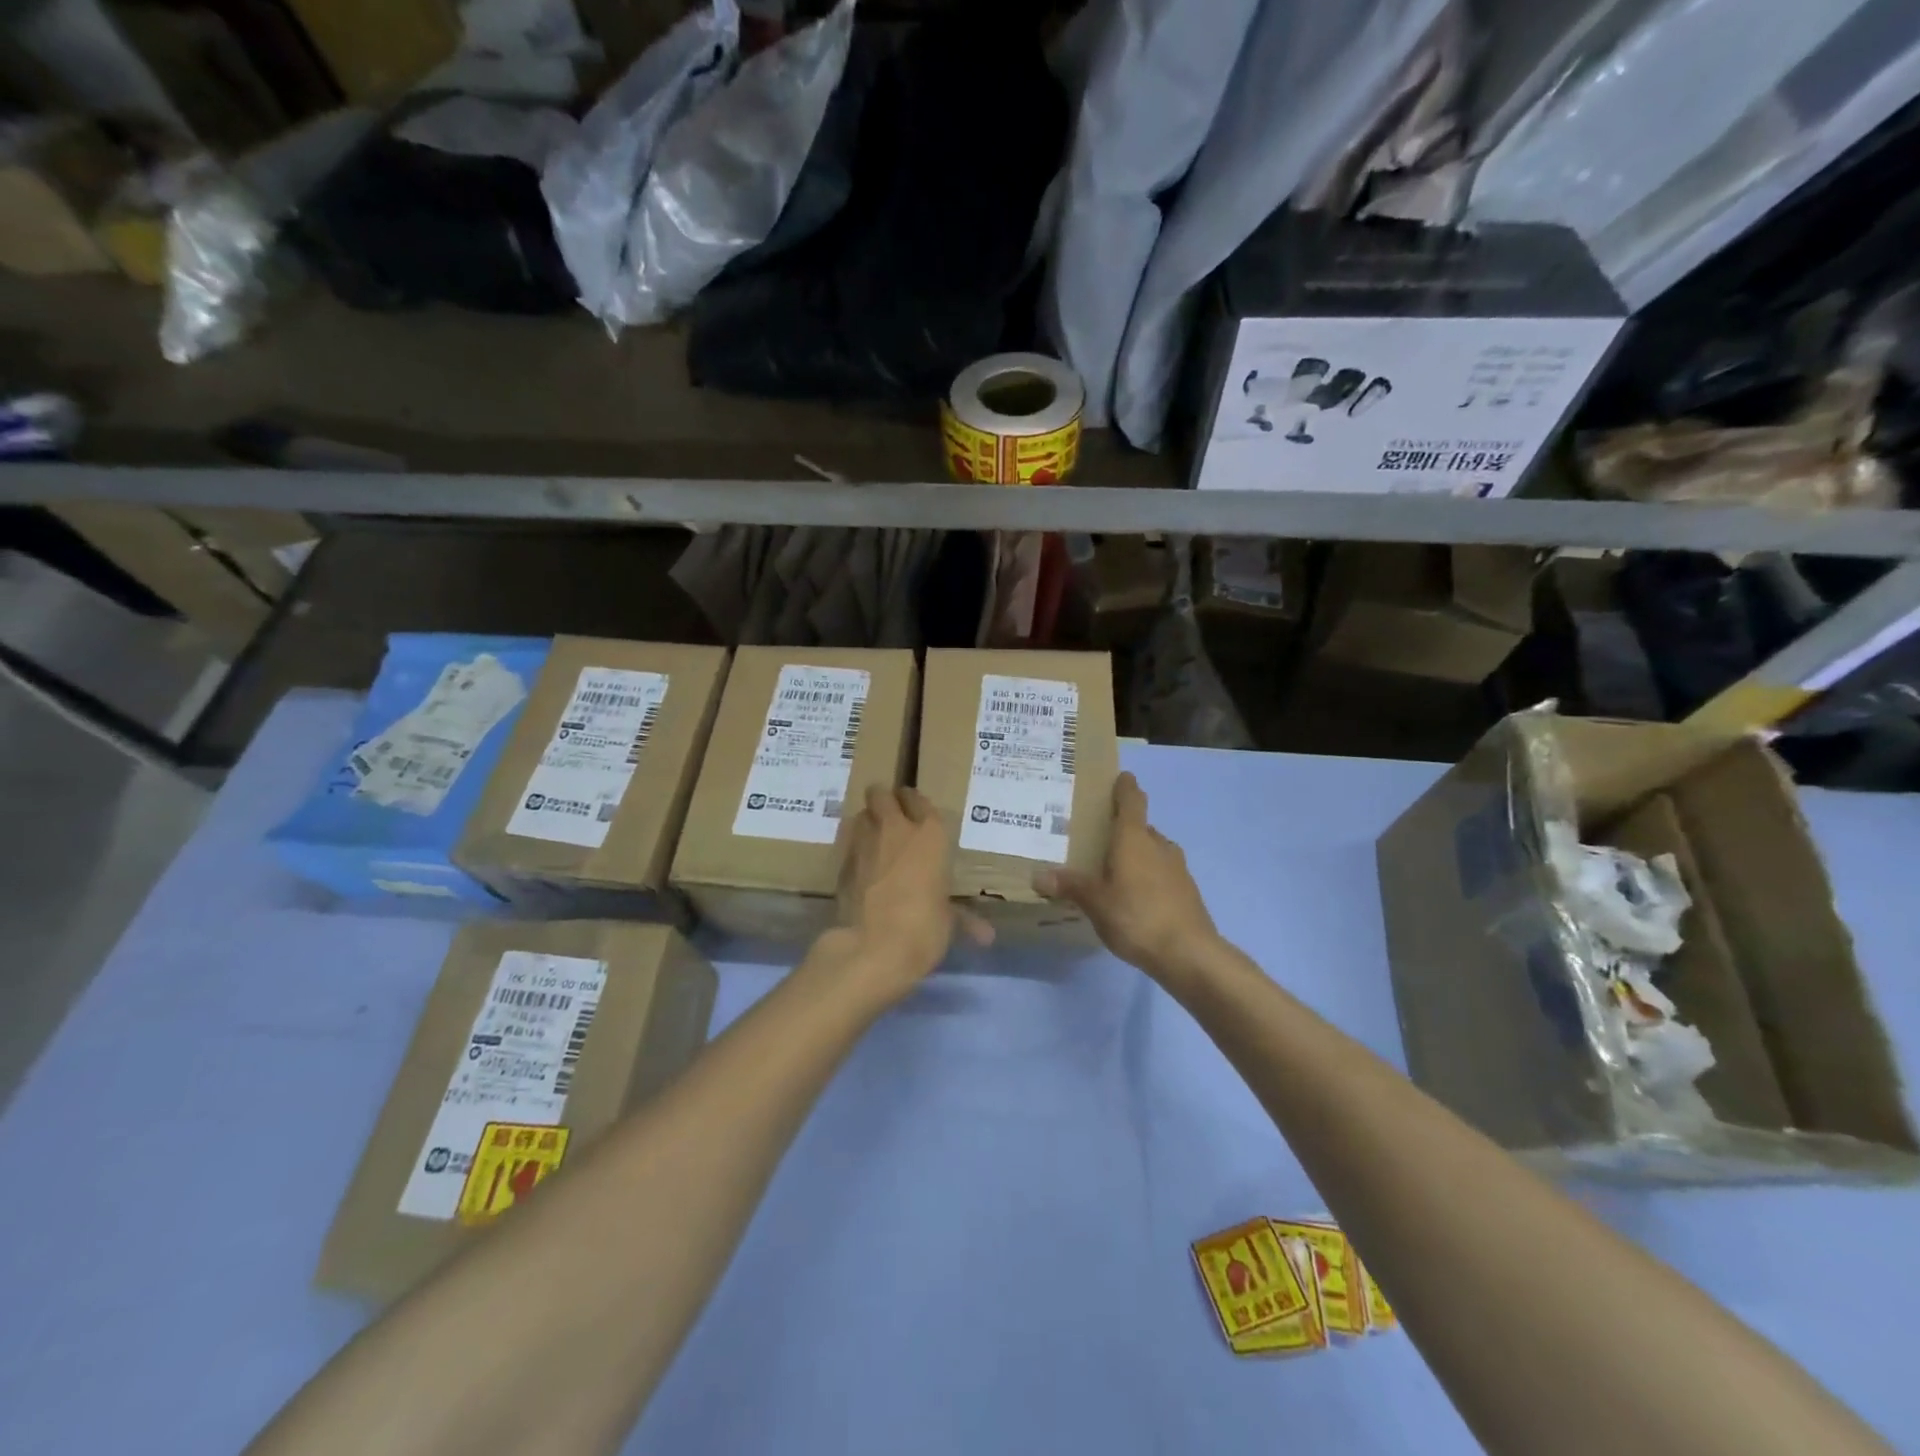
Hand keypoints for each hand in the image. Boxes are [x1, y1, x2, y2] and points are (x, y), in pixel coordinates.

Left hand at [830, 785, 991, 1002]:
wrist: (873, 948)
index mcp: (929, 835)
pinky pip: (849, 844)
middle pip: (881, 793)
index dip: (914, 804)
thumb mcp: (948, 922)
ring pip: (861, 814)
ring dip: (867, 823)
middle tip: (891, 819)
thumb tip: (986, 936)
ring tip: (875, 841)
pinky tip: (862, 868)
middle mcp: (895, 829)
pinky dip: (854, 850)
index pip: (918, 799)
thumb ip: (963, 918)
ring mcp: (864, 843)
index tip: (915, 814)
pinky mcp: (841, 863)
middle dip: (884, 801)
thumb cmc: (924, 928)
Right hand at [1035, 772, 1221, 986]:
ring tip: (1112, 868)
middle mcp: (1158, 845)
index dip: (1125, 787)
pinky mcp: (1186, 891)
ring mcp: (1177, 868)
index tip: (1120, 777)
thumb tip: (1038, 876)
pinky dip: (1147, 875)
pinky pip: (1161, 872)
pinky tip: (1133, 896)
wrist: (1189, 954)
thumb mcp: (1095, 902)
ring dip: (1136, 853)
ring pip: (1152, 850)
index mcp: (1134, 838)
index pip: (1131, 800)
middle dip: (1122, 829)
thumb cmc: (1137, 916)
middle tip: (1097, 836)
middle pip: (1140, 827)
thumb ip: (1070, 886)